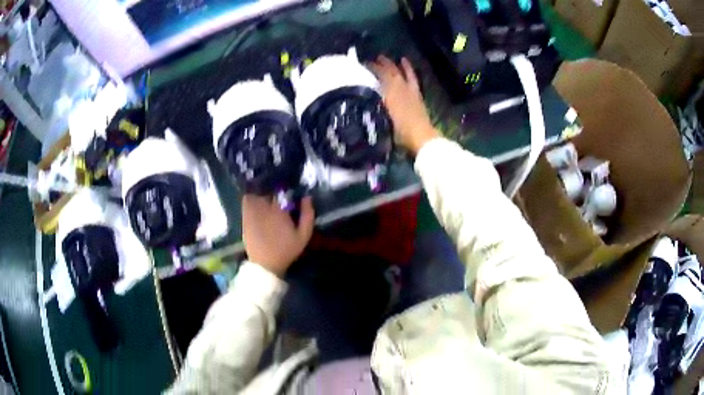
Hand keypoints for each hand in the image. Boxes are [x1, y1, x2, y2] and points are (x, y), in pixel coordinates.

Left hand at [242, 195, 314, 276]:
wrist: (266, 264)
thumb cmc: (287, 250)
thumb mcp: (303, 236)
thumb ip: (307, 215)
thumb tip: (307, 198)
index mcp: (280, 210)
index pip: (282, 191)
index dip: (285, 191)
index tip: (288, 195)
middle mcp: (265, 208)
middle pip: (268, 190)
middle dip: (272, 191)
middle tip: (276, 197)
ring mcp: (253, 212)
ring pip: (256, 194)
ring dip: (261, 193)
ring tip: (265, 198)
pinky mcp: (245, 218)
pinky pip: (246, 202)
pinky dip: (251, 199)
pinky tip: (256, 204)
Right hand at [370, 56, 439, 154]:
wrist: (421, 137)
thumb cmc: (399, 132)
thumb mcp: (381, 119)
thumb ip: (373, 107)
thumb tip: (363, 98)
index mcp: (388, 93)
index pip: (376, 76)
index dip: (369, 69)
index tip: (359, 66)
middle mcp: (397, 87)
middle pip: (386, 72)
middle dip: (377, 65)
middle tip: (368, 61)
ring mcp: (408, 89)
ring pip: (398, 71)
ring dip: (390, 64)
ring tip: (382, 57)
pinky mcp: (416, 93)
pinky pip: (411, 76)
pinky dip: (407, 68)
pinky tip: (404, 61)